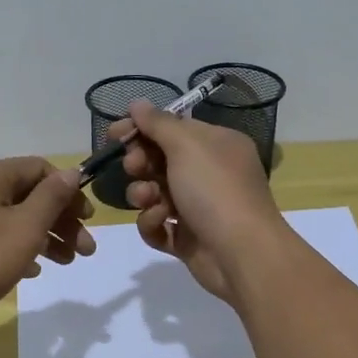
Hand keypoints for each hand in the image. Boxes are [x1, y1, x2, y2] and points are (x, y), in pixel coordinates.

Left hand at [0, 157, 95, 329]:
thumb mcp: (24, 228)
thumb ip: (52, 198)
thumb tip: (72, 171)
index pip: (41, 169)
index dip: (69, 192)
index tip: (87, 220)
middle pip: (29, 195)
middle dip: (61, 220)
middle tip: (86, 250)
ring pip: (14, 218)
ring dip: (45, 236)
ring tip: (66, 263)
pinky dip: (19, 248)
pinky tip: (32, 270)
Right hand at [111, 100, 285, 302]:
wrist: (242, 254)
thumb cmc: (216, 190)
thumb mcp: (187, 145)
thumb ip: (158, 123)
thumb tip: (137, 103)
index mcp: (216, 145)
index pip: (172, 128)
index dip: (142, 129)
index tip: (115, 134)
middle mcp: (208, 173)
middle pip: (159, 160)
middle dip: (141, 162)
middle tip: (135, 167)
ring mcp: (198, 207)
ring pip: (154, 193)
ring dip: (143, 194)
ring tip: (149, 200)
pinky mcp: (187, 239)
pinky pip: (158, 225)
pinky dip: (153, 222)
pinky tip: (161, 222)